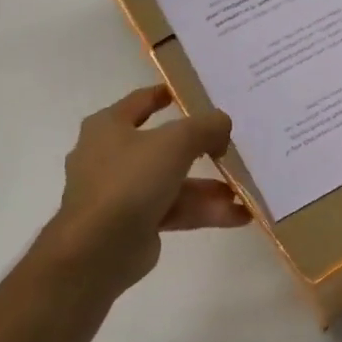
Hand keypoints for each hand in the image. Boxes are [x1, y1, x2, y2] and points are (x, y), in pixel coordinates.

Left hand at [37, 85, 251, 296]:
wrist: (97, 249)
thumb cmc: (130, 180)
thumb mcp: (176, 142)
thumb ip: (206, 127)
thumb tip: (223, 124)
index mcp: (108, 127)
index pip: (140, 101)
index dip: (166, 94)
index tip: (193, 92)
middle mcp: (111, 156)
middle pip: (163, 145)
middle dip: (199, 148)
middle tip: (230, 144)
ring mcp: (122, 192)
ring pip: (173, 182)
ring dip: (208, 187)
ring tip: (243, 188)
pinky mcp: (135, 223)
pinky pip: (175, 210)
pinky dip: (203, 211)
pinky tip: (239, 215)